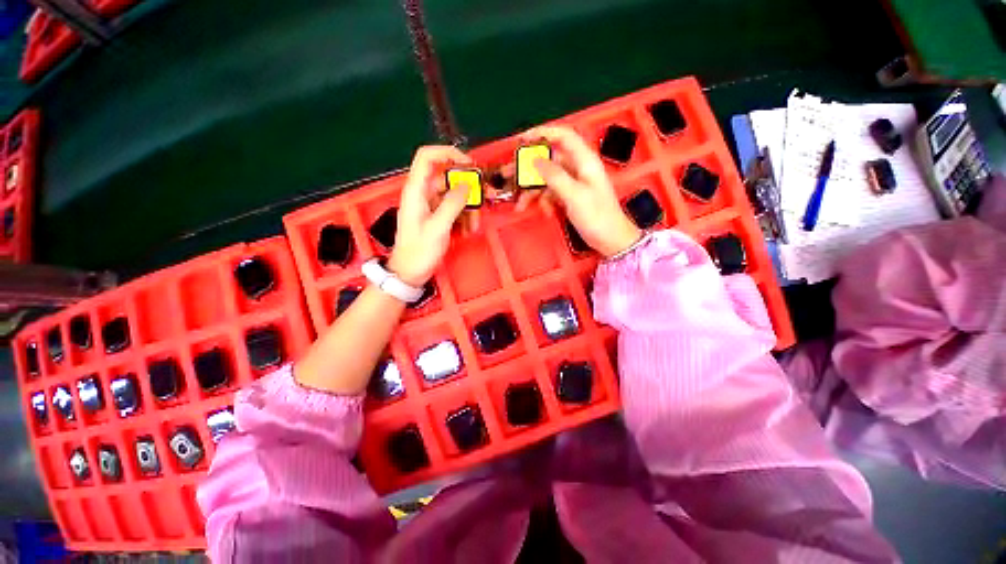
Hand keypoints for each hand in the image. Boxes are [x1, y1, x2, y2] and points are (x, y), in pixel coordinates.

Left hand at [388, 146, 471, 285]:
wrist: (409, 273)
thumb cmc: (419, 251)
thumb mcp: (438, 227)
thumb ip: (452, 204)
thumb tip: (467, 185)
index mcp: (416, 191)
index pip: (427, 157)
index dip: (448, 153)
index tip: (468, 164)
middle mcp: (423, 194)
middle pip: (447, 178)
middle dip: (466, 189)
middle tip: (482, 199)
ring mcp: (430, 206)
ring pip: (454, 196)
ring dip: (467, 208)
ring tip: (474, 226)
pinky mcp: (436, 217)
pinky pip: (453, 210)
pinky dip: (463, 218)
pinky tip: (467, 231)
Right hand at [518, 126, 641, 257]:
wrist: (611, 240)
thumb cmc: (597, 216)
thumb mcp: (575, 195)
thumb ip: (555, 176)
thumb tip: (535, 159)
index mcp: (584, 161)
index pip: (563, 136)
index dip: (542, 133)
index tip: (521, 141)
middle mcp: (577, 168)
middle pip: (549, 160)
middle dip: (528, 168)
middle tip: (508, 174)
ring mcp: (573, 183)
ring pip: (547, 179)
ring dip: (532, 191)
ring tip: (519, 205)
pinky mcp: (569, 197)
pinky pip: (551, 194)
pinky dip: (544, 202)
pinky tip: (544, 213)